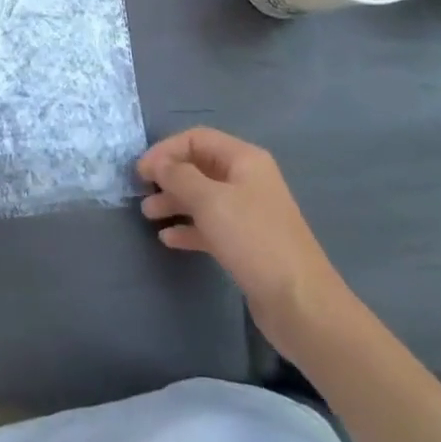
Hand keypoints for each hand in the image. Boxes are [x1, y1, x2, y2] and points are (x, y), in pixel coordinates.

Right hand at [138, 127, 348, 355]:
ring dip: (174, 202)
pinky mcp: (245, 243)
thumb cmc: (253, 240)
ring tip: (148, 216)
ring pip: (202, 197)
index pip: (197, 138)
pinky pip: (210, 225)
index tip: (140, 172)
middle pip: (198, 166)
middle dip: (168, 176)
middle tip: (141, 193)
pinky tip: (168, 239)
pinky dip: (188, 228)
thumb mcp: (210, 201)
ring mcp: (248, 212)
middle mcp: (247, 180)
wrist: (300, 303)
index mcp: (244, 160)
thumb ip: (178, 176)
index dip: (166, 149)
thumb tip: (156, 162)